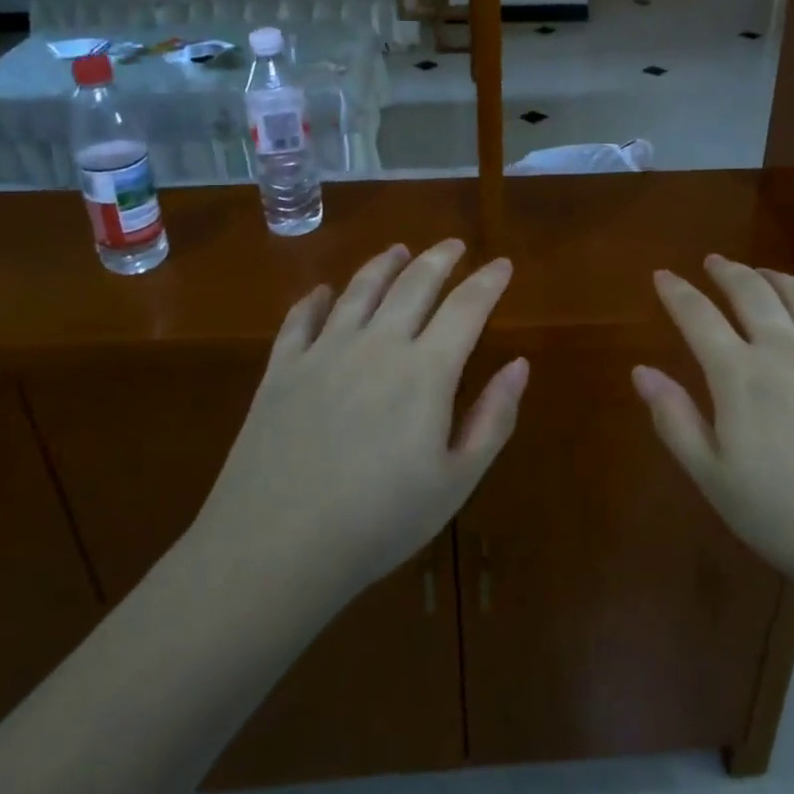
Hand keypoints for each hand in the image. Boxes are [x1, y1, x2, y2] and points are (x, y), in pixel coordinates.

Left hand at [190, 240, 525, 601]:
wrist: (274, 548)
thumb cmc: (378, 522)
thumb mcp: (455, 481)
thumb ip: (493, 418)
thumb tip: (520, 364)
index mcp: (425, 371)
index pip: (466, 307)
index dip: (488, 281)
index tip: (502, 263)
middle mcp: (377, 344)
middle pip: (414, 284)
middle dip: (439, 258)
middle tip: (454, 245)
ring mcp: (324, 352)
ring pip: (360, 289)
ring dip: (384, 264)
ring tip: (399, 249)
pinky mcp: (282, 369)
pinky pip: (301, 319)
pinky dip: (316, 299)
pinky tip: (324, 291)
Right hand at [634, 255, 793, 621]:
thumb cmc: (792, 520)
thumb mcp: (716, 481)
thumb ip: (675, 420)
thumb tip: (641, 371)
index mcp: (741, 376)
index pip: (698, 317)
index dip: (677, 293)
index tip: (663, 275)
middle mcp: (787, 349)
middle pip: (751, 292)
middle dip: (727, 271)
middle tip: (714, 262)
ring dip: (774, 277)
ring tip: (761, 273)